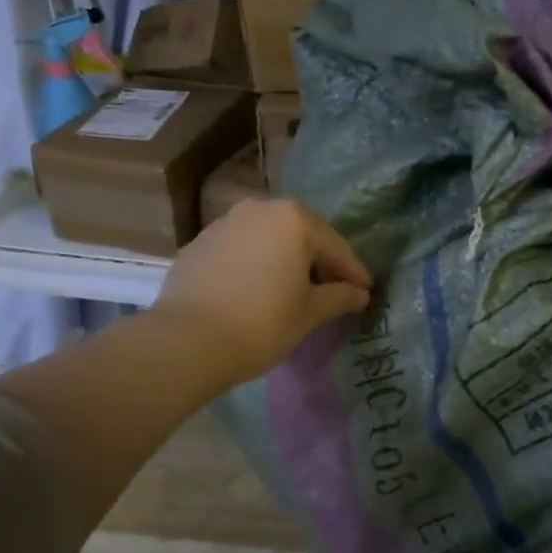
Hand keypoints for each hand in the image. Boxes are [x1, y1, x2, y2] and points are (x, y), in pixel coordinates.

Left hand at [149, 198, 372, 392]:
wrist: (185, 342)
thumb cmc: (261, 324)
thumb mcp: (310, 313)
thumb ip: (339, 297)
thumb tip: (359, 293)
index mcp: (294, 219)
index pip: (336, 246)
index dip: (354, 272)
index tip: (366, 292)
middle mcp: (260, 209)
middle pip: (302, 233)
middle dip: (320, 259)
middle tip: (333, 287)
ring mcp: (225, 223)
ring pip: (269, 238)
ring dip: (285, 258)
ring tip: (293, 288)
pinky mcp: (199, 243)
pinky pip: (241, 249)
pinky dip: (255, 263)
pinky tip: (256, 289)